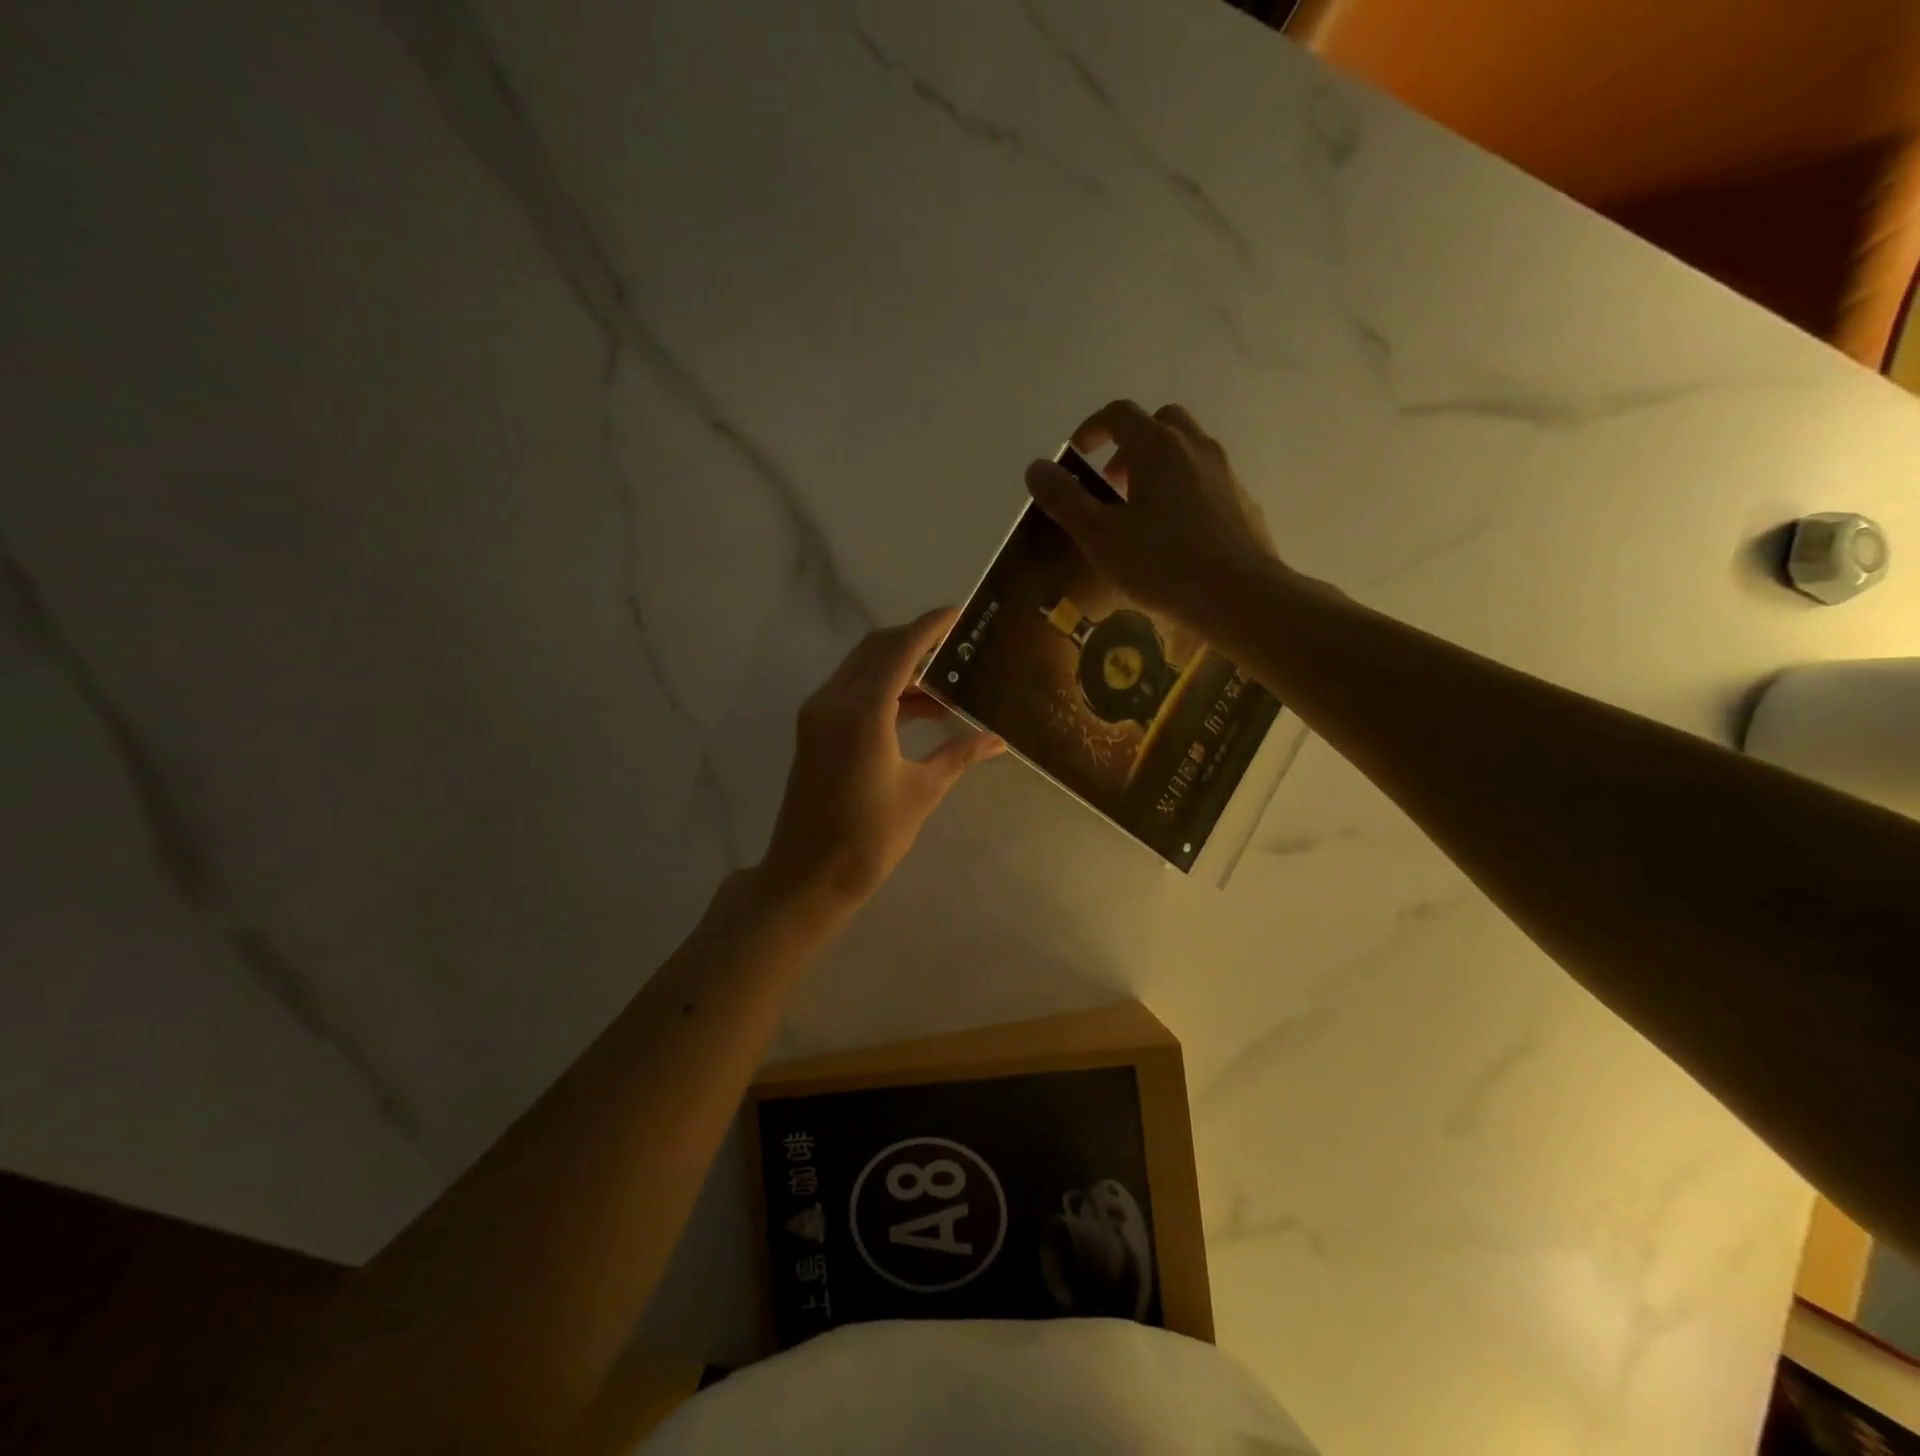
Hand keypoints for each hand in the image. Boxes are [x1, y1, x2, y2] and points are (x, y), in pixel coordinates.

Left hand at [759, 608, 1004, 909]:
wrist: (808, 875)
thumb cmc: (869, 837)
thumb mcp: (921, 792)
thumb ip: (958, 755)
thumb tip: (997, 740)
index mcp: (862, 712)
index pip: (899, 650)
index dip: (930, 627)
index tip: (959, 613)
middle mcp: (834, 701)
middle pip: (876, 649)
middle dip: (916, 640)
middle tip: (957, 644)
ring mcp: (818, 714)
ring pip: (863, 668)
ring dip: (901, 666)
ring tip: (947, 681)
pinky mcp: (814, 730)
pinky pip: (853, 691)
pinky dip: (885, 689)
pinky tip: (920, 709)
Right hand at [1024, 400, 1281, 630]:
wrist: (1238, 595)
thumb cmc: (1161, 563)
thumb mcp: (1099, 535)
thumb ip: (1064, 499)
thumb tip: (1036, 467)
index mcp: (1158, 447)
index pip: (1119, 414)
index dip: (1091, 428)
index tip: (1077, 455)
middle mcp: (1195, 447)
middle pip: (1159, 423)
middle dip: (1129, 444)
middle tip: (1112, 482)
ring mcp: (1224, 473)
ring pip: (1186, 450)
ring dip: (1157, 467)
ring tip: (1138, 512)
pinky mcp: (1241, 501)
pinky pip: (1205, 479)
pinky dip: (1182, 489)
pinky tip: (1173, 534)